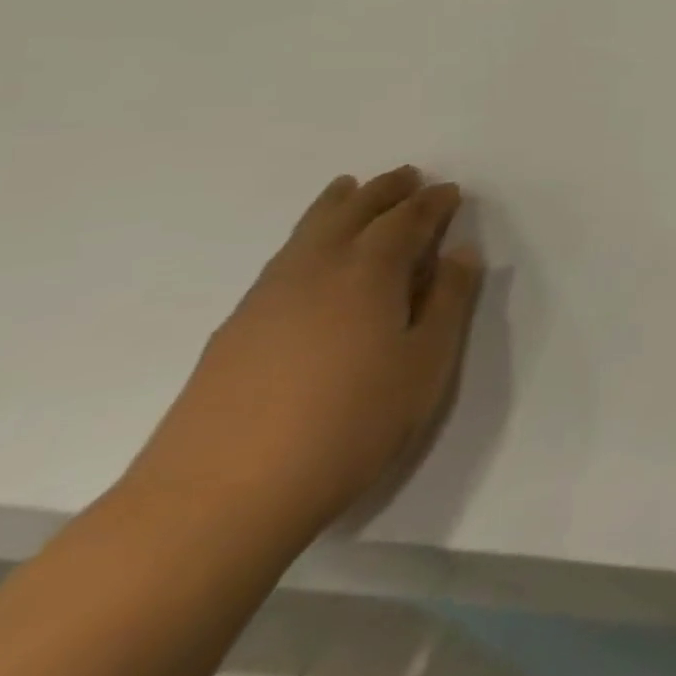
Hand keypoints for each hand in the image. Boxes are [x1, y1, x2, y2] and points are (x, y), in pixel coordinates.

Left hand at [127, 167, 482, 546]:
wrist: (215, 499)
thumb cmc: (348, 425)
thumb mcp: (426, 364)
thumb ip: (449, 302)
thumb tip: (459, 254)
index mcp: (370, 272)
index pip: (407, 221)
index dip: (433, 203)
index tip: (451, 192)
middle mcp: (317, 270)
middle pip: (353, 213)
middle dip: (384, 191)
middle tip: (407, 175)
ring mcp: (267, 298)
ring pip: (309, 231)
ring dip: (338, 205)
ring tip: (351, 189)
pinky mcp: (235, 330)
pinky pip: (284, 258)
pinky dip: (307, 236)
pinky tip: (309, 254)